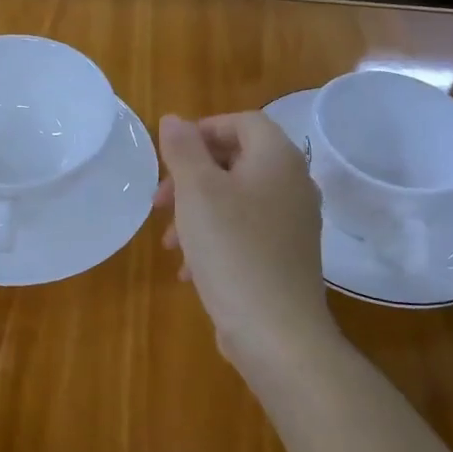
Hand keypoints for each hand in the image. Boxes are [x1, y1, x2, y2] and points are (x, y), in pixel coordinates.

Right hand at [155, 112, 334, 365]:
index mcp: (277, 158)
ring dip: (196, 213)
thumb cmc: (232, 249)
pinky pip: (245, 232)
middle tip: (159, 202)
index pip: (242, 122)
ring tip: (169, 243)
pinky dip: (214, 239)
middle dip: (191, 178)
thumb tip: (174, 119)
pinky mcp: (286, 256)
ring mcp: (293, 223)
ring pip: (236, 200)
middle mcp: (293, 184)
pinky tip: (189, 270)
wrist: (276, 332)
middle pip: (236, 161)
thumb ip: (183, 149)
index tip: (169, 156)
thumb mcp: (197, 191)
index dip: (202, 131)